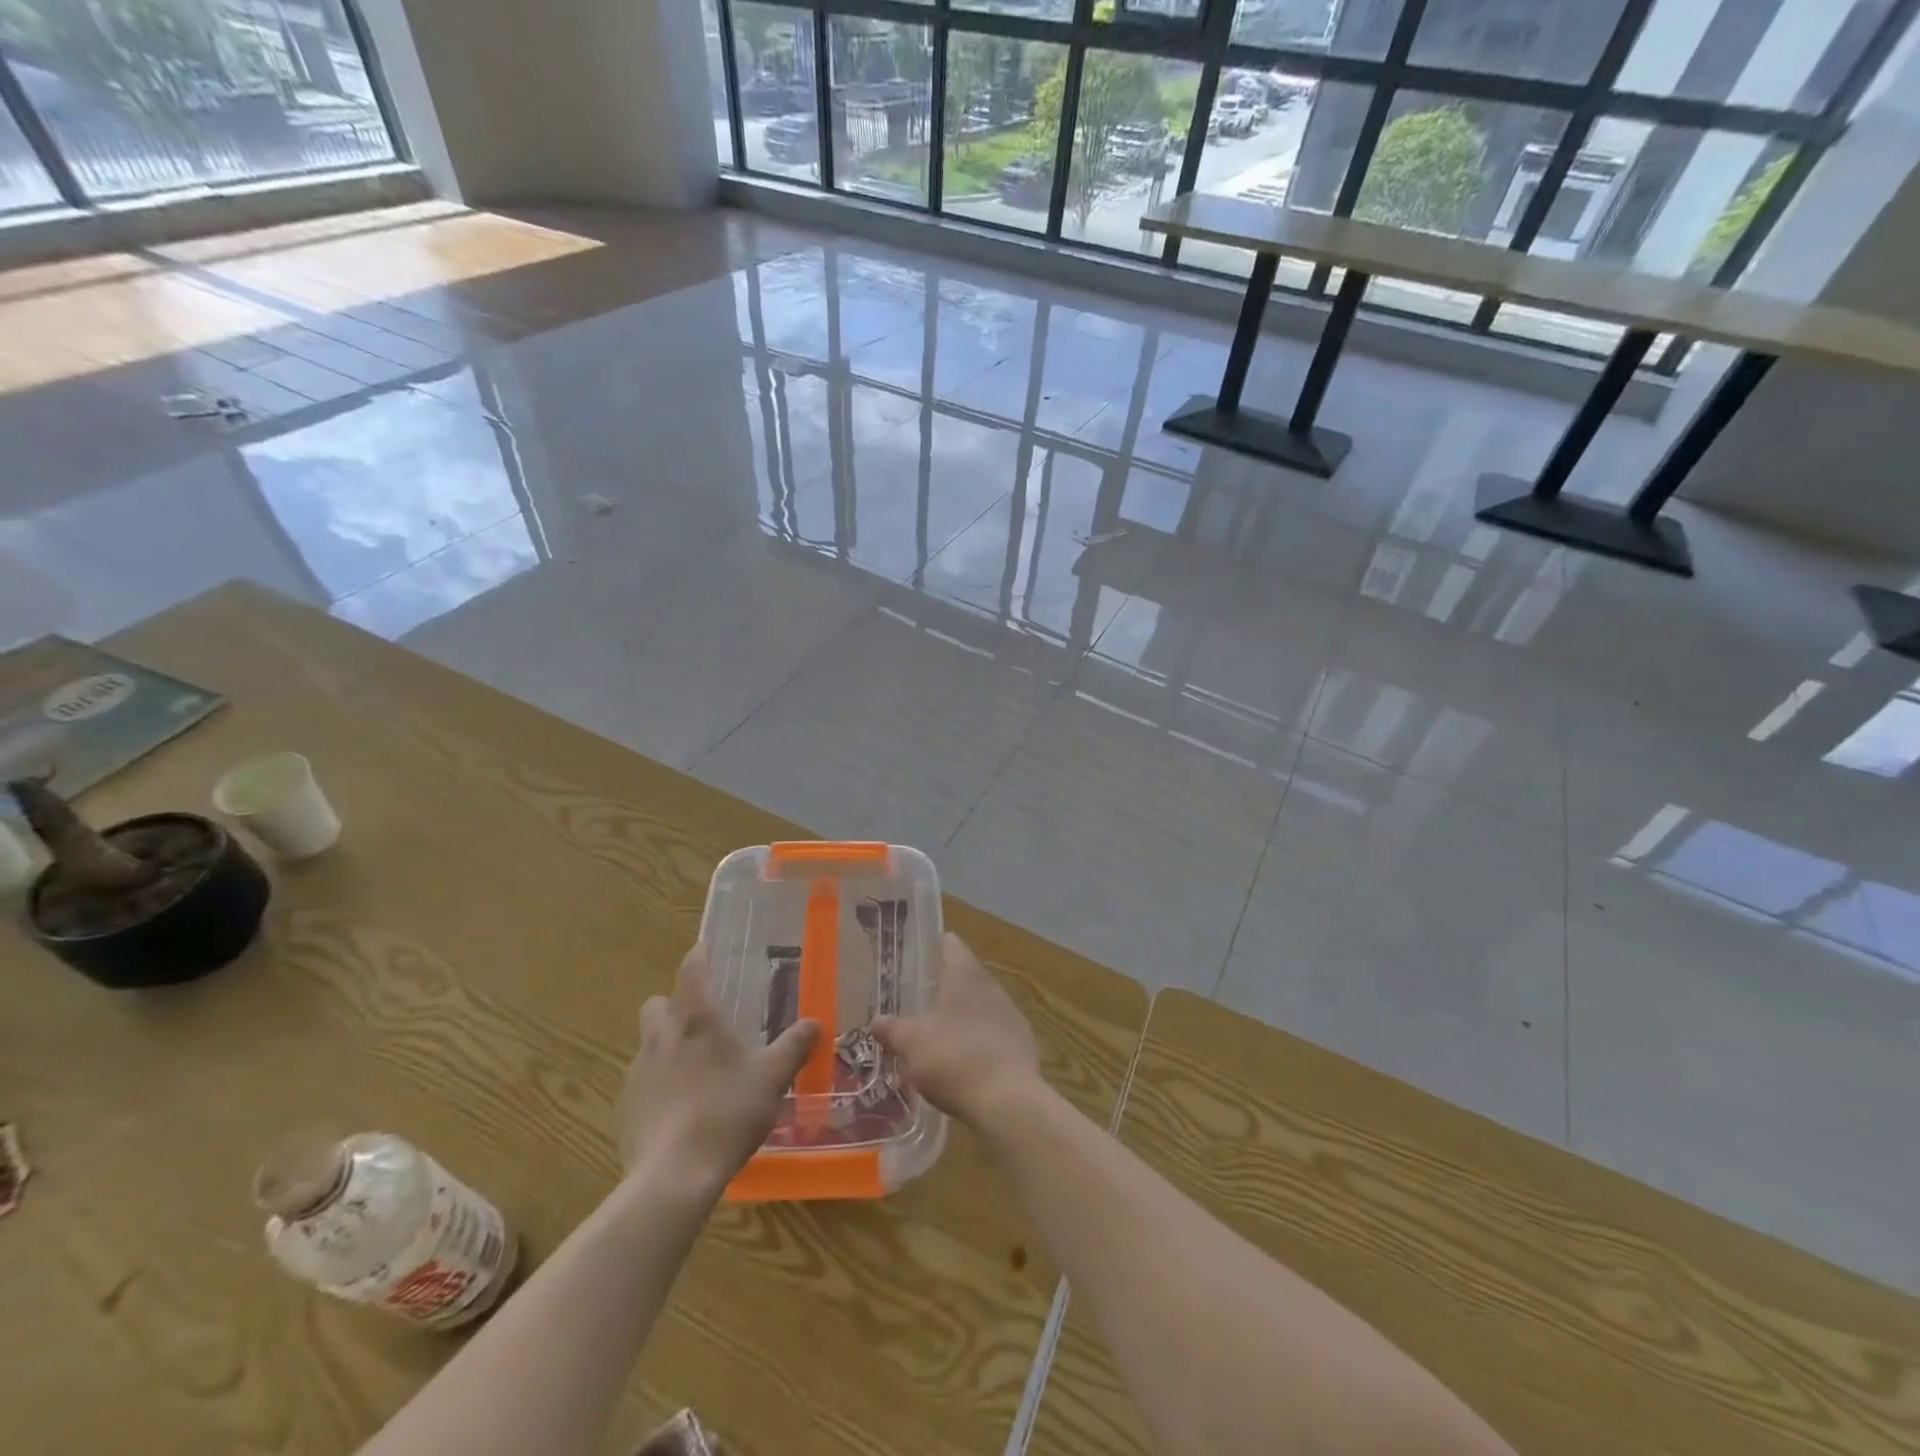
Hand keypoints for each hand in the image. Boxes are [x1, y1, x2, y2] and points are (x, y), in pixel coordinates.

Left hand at [617, 944, 819, 1193]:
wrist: (673, 1177)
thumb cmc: (728, 1112)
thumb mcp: (773, 1077)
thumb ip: (794, 1046)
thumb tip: (815, 1022)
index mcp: (697, 1019)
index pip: (692, 970)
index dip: (699, 956)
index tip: (706, 949)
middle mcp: (662, 1036)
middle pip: (657, 1003)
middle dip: (674, 1003)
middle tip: (702, 1017)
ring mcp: (638, 1072)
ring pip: (648, 1042)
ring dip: (666, 1044)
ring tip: (695, 1066)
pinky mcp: (626, 1107)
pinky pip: (642, 1081)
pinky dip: (658, 1083)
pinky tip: (680, 1107)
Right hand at [872, 933, 1041, 1128]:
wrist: (1007, 1100)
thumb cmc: (953, 1058)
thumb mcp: (912, 1044)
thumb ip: (893, 1029)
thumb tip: (877, 1021)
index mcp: (965, 975)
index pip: (951, 945)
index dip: (935, 947)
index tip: (919, 956)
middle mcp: (991, 986)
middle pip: (967, 976)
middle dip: (946, 987)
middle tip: (921, 1000)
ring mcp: (1011, 1014)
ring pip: (982, 1005)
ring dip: (963, 1016)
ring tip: (940, 1034)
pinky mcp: (1023, 1044)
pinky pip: (995, 1034)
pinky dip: (979, 1041)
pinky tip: (965, 1062)